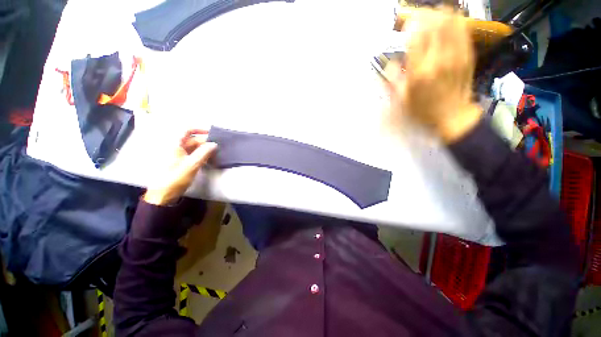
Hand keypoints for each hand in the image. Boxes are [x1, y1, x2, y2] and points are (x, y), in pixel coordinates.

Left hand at [144, 130, 216, 205]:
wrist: (164, 194)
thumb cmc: (176, 177)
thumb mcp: (192, 164)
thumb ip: (204, 153)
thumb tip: (214, 143)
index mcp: (175, 144)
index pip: (187, 130)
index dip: (200, 129)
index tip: (212, 133)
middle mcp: (176, 147)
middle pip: (192, 139)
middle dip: (205, 141)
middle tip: (218, 146)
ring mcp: (178, 155)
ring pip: (193, 147)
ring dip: (204, 149)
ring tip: (216, 152)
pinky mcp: (181, 162)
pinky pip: (192, 154)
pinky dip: (201, 155)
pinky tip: (209, 159)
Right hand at [385, 7, 481, 142]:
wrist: (452, 116)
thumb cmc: (424, 110)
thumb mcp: (402, 100)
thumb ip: (394, 80)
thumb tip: (391, 63)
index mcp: (419, 72)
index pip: (416, 36)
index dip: (411, 24)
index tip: (406, 23)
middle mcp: (438, 59)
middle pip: (434, 23)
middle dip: (425, 14)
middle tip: (418, 16)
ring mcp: (456, 55)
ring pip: (450, 22)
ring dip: (440, 14)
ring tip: (433, 15)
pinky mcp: (467, 55)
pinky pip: (463, 29)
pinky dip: (455, 20)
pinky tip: (449, 20)